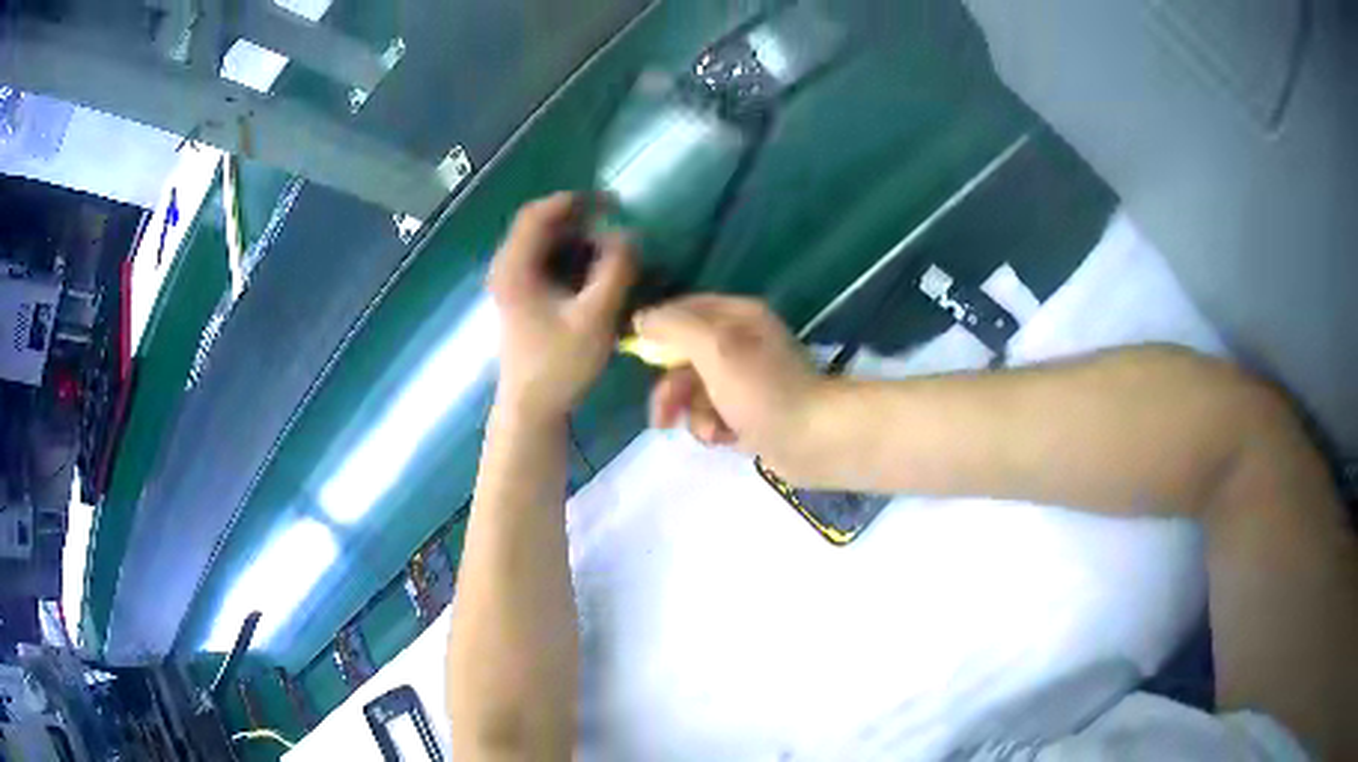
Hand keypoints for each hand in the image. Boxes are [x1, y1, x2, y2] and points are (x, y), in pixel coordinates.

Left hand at [489, 193, 635, 420]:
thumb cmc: (558, 364)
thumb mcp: (595, 316)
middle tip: (617, 223)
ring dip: (578, 239)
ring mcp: (511, 284)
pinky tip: (596, 270)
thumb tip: (628, 235)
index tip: (611, 202)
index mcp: (514, 267)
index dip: (574, 200)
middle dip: (579, 219)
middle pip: (540, 226)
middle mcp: (506, 269)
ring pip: (544, 244)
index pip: (537, 214)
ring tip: (612, 245)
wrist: (531, 409)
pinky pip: (546, 263)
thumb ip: (616, 270)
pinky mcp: (521, 299)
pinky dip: (572, 258)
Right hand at [634, 295, 829, 475]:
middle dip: (672, 389)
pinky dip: (713, 428)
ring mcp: (746, 379)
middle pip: (684, 356)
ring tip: (710, 433)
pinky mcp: (749, 412)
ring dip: (694, 414)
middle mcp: (740, 342)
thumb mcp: (715, 349)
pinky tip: (725, 440)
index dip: (657, 331)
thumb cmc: (763, 389)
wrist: (814, 439)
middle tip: (663, 418)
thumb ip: (675, 328)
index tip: (636, 355)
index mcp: (736, 316)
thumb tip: (641, 319)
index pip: (683, 310)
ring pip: (696, 391)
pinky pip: (713, 414)